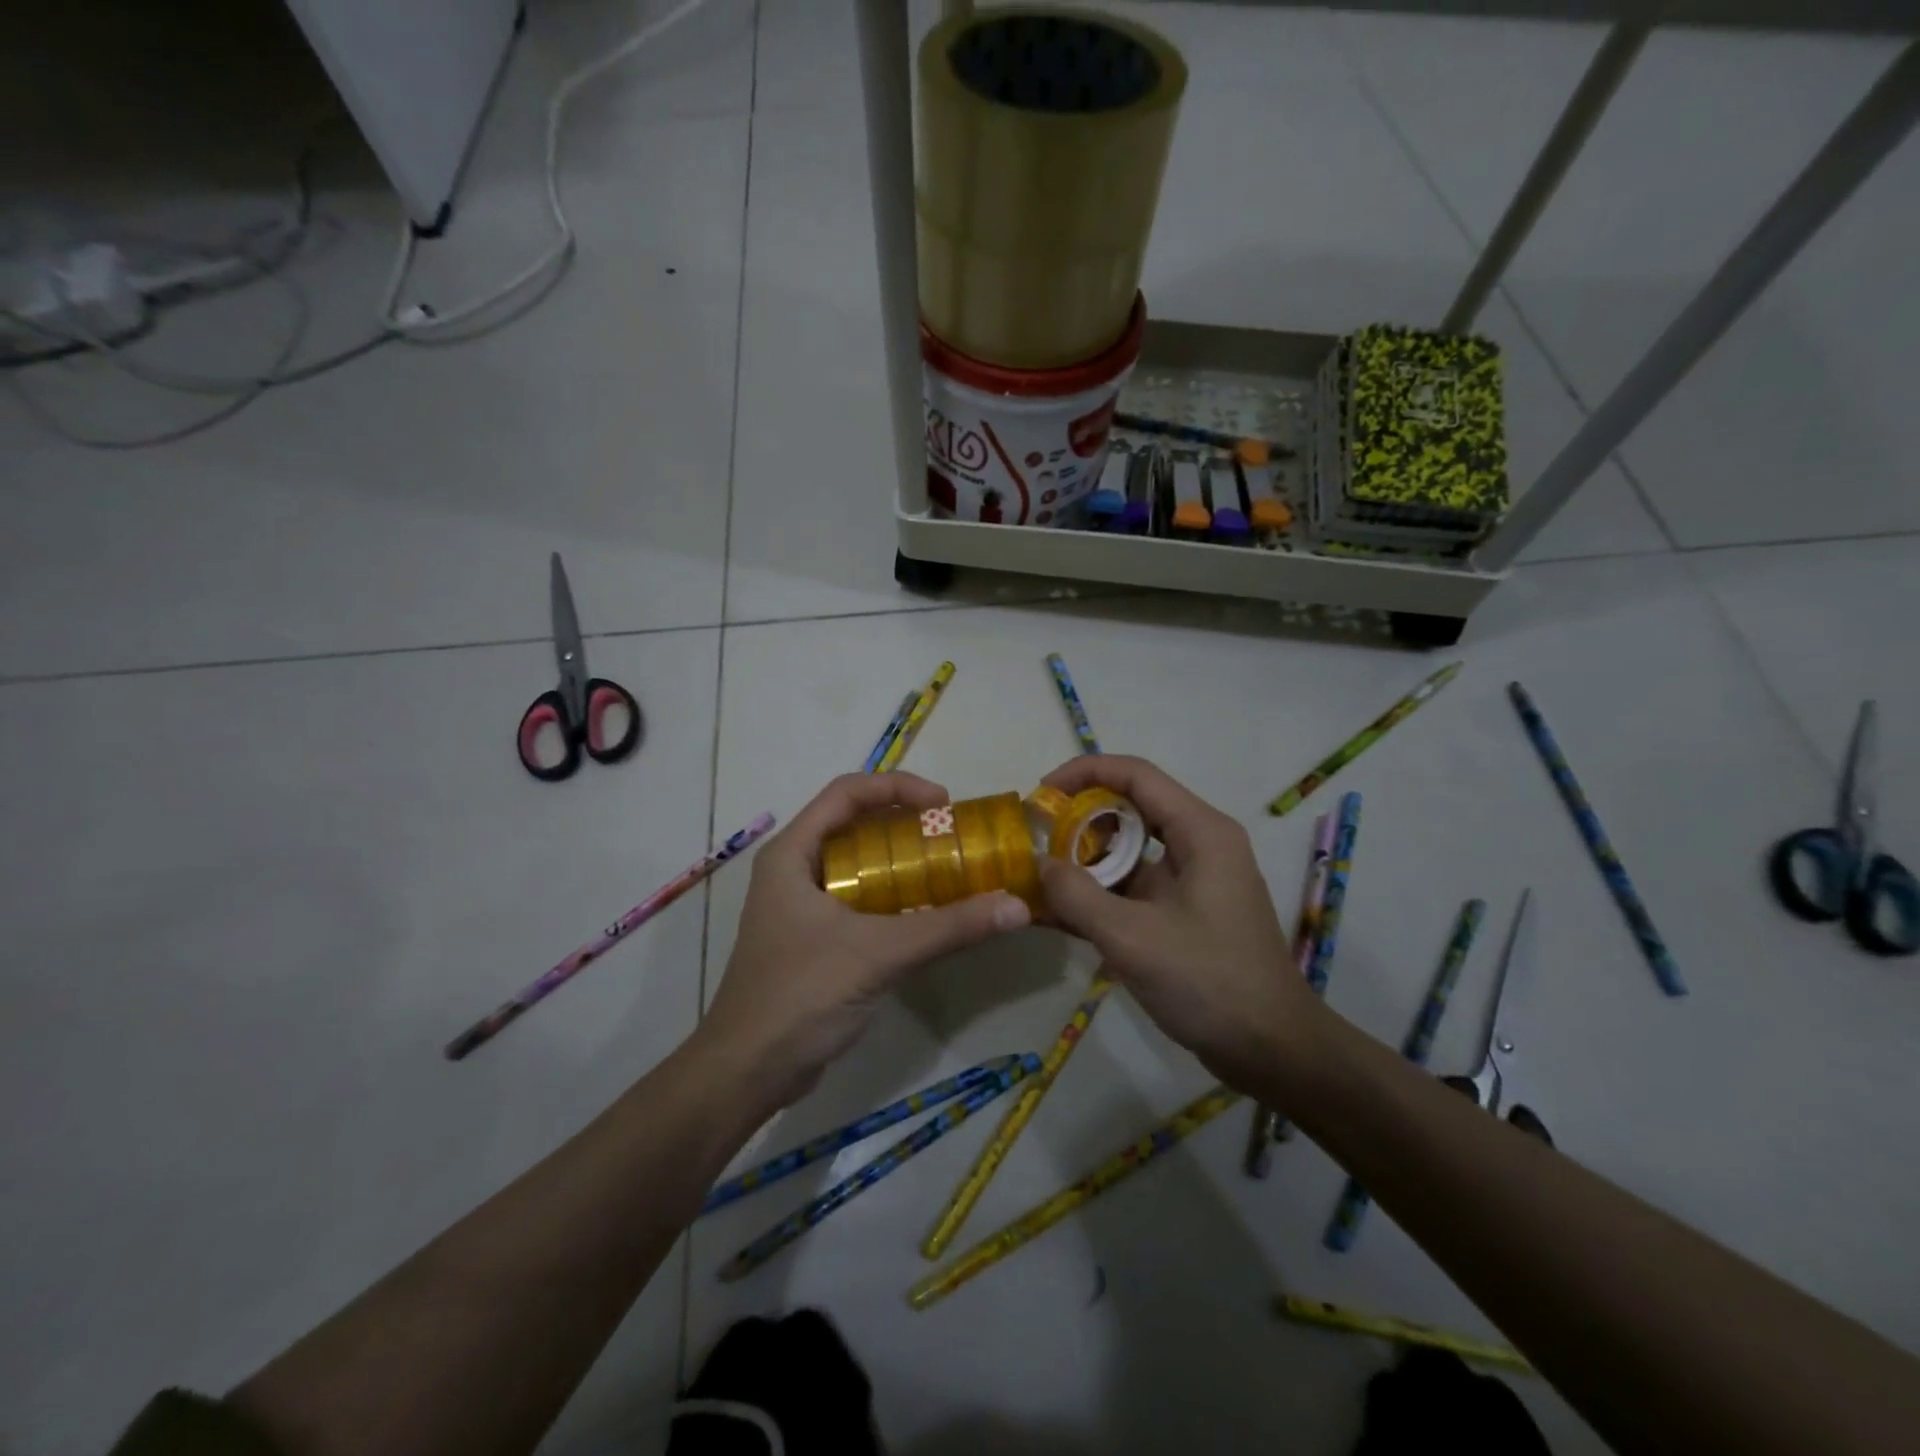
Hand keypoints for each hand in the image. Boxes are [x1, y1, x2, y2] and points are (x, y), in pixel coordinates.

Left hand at [701, 772, 1030, 1110]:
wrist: (747, 1073)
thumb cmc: (800, 995)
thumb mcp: (877, 953)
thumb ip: (947, 928)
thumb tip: (1016, 907)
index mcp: (793, 853)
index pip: (846, 792)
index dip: (897, 787)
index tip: (945, 805)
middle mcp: (794, 870)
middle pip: (855, 824)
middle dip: (906, 824)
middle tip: (954, 838)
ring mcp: (802, 907)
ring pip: (859, 865)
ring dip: (903, 862)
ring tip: (951, 869)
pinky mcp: (814, 940)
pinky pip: (860, 901)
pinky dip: (895, 897)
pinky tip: (929, 915)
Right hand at [1037, 755, 1313, 1090]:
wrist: (1273, 1051)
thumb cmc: (1210, 982)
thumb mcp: (1133, 937)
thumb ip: (1077, 896)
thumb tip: (1038, 866)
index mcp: (1200, 831)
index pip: (1135, 775)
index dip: (1084, 773)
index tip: (1041, 794)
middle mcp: (1198, 845)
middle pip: (1129, 811)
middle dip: (1077, 822)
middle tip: (1033, 841)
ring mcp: (1191, 881)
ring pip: (1127, 853)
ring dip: (1082, 863)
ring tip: (1034, 879)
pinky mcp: (1183, 913)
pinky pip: (1132, 889)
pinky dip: (1097, 895)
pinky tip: (1055, 914)